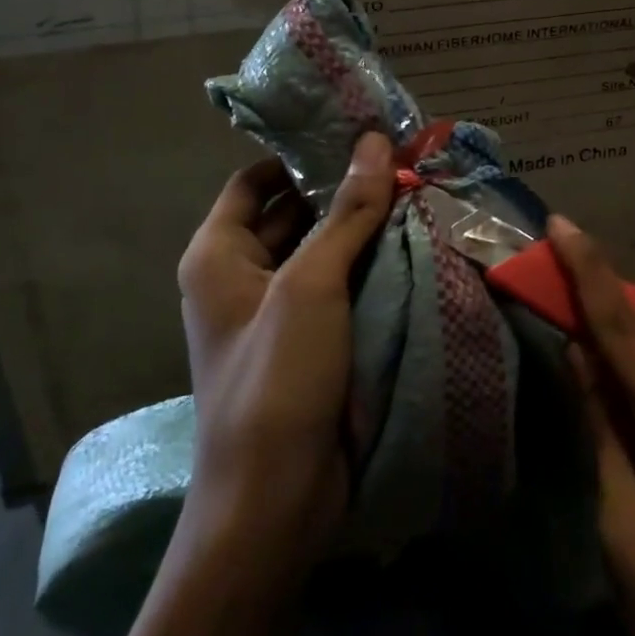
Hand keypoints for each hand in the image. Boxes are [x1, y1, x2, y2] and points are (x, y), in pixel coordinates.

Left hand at [175, 132, 394, 576]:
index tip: (353, 133)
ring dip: (361, 226)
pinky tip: (412, 244)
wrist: (273, 502)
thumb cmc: (276, 380)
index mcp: (218, 253)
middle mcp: (240, 276)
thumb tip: (373, 142)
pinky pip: (339, 287)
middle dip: (341, 188)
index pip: (254, 180)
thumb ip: (346, 212)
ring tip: (416, 191)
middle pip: (290, 212)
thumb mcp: (311, 286)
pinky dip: (368, 265)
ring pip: (321, 250)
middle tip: (401, 159)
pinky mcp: (309, 341)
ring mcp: (276, 312)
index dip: (298, 154)